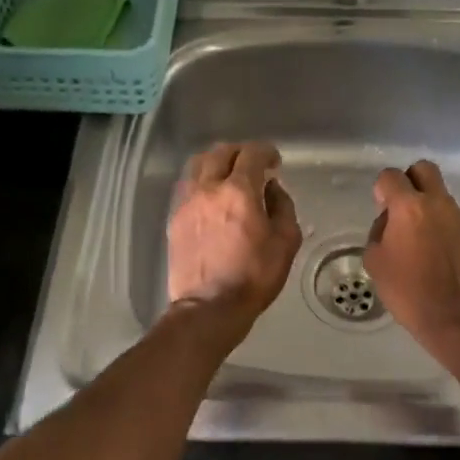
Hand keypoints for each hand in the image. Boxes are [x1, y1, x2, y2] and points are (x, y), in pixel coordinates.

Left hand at [168, 141, 301, 322]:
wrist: (209, 307)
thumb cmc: (254, 277)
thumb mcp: (285, 243)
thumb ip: (283, 207)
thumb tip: (272, 187)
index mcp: (239, 192)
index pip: (251, 154)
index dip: (265, 151)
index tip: (274, 161)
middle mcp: (208, 189)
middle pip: (220, 152)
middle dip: (240, 152)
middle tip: (253, 164)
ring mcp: (186, 202)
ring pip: (197, 164)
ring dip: (216, 162)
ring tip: (229, 174)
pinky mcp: (174, 218)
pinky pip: (187, 185)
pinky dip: (201, 180)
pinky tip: (211, 195)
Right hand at [364, 159, 459, 343]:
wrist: (458, 317)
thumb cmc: (409, 291)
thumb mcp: (376, 262)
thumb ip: (379, 233)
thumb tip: (389, 223)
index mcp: (409, 207)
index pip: (391, 176)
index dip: (382, 188)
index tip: (381, 208)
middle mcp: (438, 204)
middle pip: (424, 169)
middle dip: (410, 181)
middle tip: (402, 209)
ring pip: (441, 197)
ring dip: (428, 209)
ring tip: (420, 242)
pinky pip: (454, 220)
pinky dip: (443, 229)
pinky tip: (438, 256)